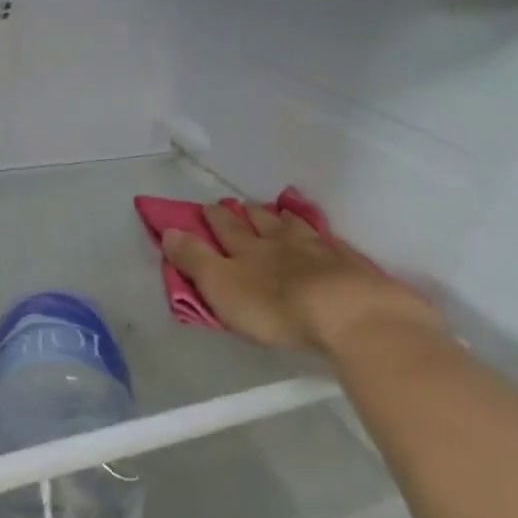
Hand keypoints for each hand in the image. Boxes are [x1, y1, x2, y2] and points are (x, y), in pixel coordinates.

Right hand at [162, 203, 442, 354]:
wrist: (346, 313)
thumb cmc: (275, 306)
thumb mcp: (221, 286)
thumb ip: (194, 260)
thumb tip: (168, 231)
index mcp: (247, 250)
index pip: (225, 228)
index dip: (213, 218)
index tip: (205, 207)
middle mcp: (281, 242)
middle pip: (261, 223)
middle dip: (247, 213)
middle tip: (240, 204)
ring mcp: (318, 250)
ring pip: (296, 227)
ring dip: (284, 218)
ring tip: (280, 211)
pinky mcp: (348, 265)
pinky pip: (330, 243)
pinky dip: (321, 236)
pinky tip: (324, 237)